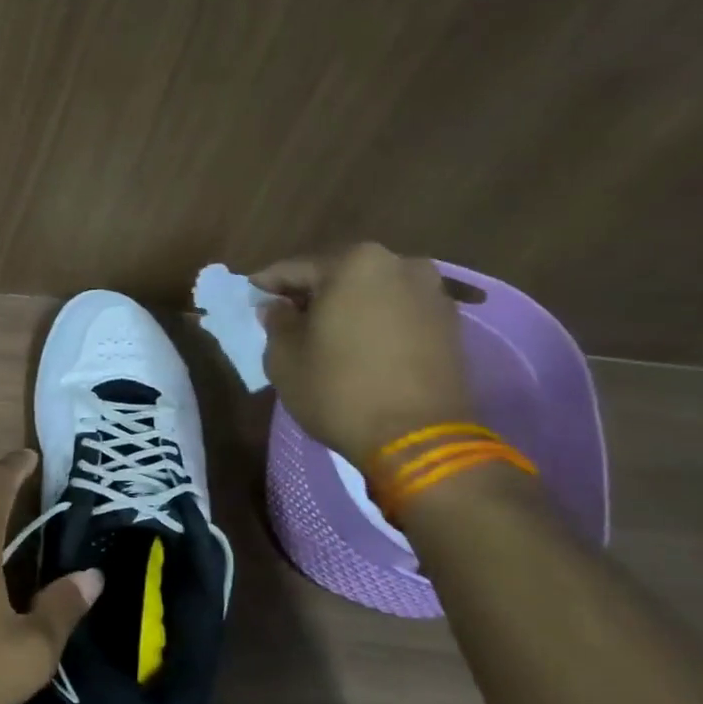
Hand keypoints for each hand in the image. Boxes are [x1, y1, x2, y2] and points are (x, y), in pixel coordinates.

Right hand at [255, 242, 474, 465]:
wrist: (419, 438)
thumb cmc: (339, 390)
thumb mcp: (285, 358)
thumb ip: (277, 322)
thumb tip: (279, 308)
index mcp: (354, 264)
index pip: (296, 268)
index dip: (268, 284)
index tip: (251, 295)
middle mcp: (399, 264)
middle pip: (339, 275)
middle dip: (311, 294)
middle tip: (287, 316)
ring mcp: (432, 293)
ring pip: (372, 292)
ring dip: (346, 307)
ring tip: (325, 334)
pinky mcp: (451, 324)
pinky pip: (398, 313)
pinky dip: (375, 322)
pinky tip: (359, 346)